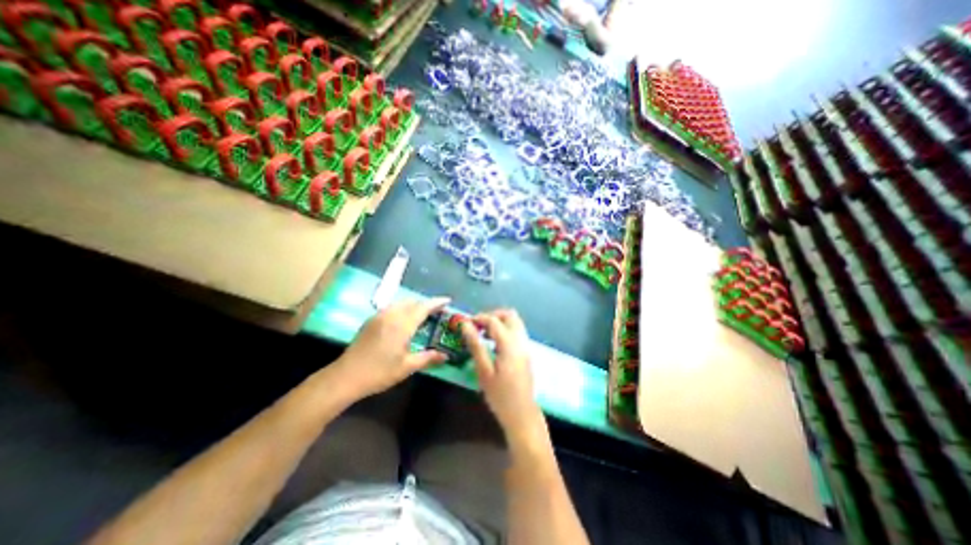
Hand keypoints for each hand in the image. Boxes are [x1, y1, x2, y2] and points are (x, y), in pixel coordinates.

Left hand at [335, 297, 451, 399]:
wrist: (345, 376)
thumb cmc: (379, 373)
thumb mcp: (407, 367)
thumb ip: (428, 358)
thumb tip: (446, 356)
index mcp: (402, 325)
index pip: (423, 307)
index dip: (437, 302)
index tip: (448, 300)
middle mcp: (391, 315)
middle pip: (413, 302)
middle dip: (427, 303)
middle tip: (438, 311)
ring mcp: (379, 316)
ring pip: (401, 303)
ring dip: (414, 305)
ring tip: (423, 314)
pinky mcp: (371, 320)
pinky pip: (392, 307)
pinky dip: (403, 308)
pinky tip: (404, 319)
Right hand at [459, 309, 545, 444]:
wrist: (522, 414)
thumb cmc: (500, 395)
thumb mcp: (483, 371)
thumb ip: (475, 345)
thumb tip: (466, 325)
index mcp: (509, 345)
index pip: (494, 321)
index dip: (479, 318)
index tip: (466, 324)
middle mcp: (520, 341)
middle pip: (510, 315)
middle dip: (493, 315)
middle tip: (478, 325)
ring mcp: (525, 346)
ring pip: (515, 322)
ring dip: (500, 322)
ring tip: (484, 333)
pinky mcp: (526, 352)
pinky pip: (517, 331)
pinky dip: (505, 329)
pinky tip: (494, 343)